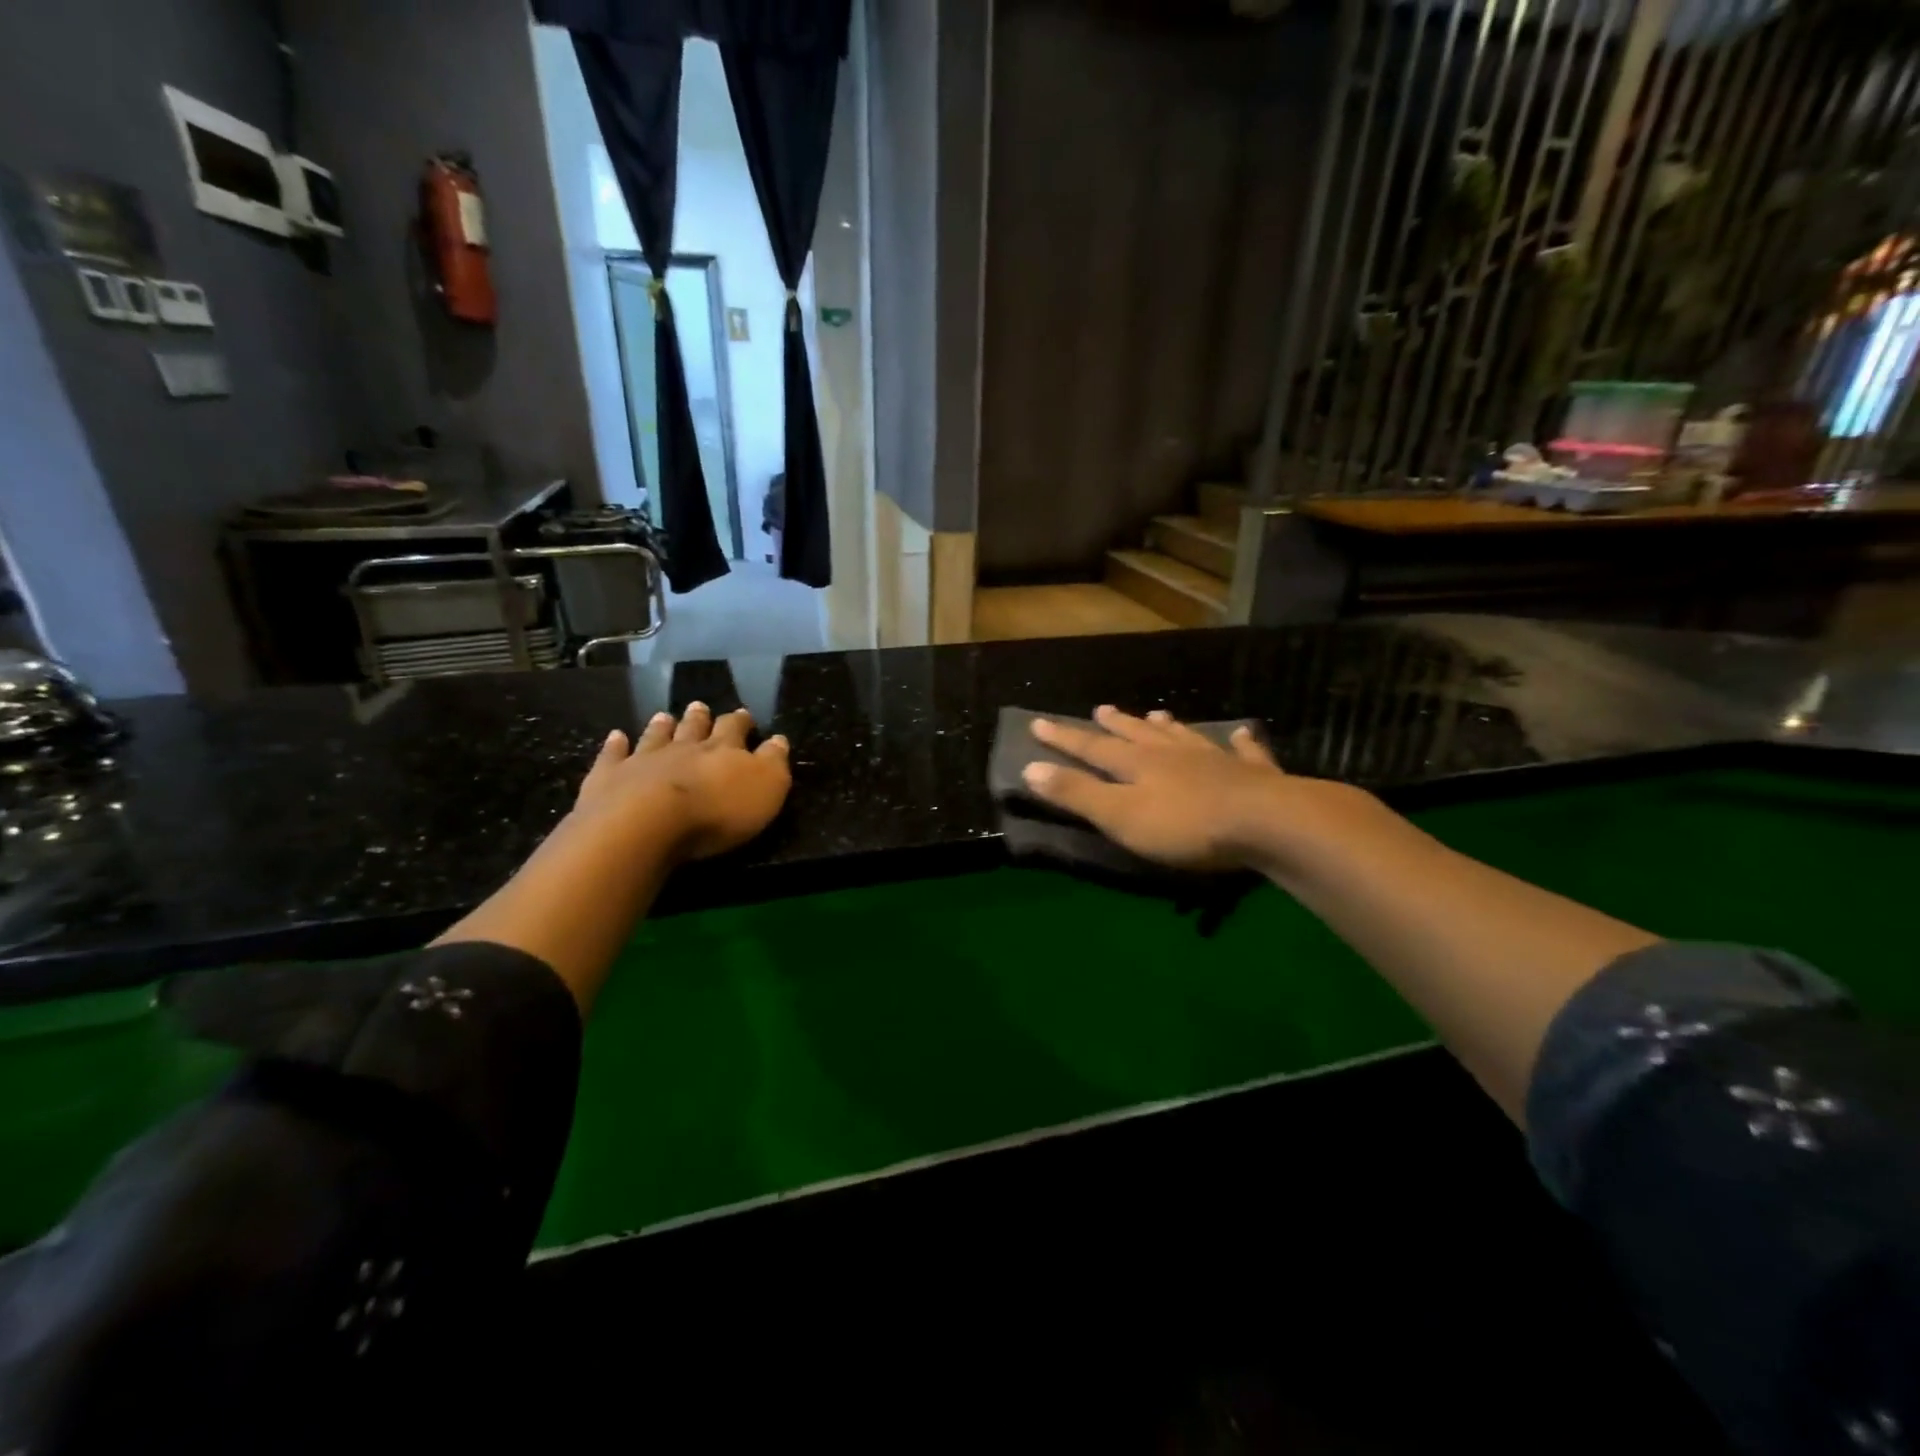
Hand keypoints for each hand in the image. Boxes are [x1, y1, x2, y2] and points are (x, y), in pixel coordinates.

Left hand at [573, 702, 790, 860]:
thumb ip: (774, 762)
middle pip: (694, 727)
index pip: (736, 729)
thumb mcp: (766, 789)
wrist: (646, 823)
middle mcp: (684, 747)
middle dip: (700, 717)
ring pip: (656, 736)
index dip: (741, 722)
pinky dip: (615, 745)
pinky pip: (614, 755)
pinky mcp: (610, 776)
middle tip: (700, 707)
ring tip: (665, 716)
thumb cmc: (717, 811)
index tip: (744, 715)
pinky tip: (616, 736)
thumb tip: (779, 740)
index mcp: (724, 750)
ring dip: (662, 726)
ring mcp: (644, 759)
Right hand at [1022, 705, 1370, 875]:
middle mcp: (1173, 754)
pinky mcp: (1253, 775)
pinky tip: (1242, 734)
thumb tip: (1030, 768)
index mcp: (1138, 764)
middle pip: (1138, 735)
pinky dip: (1240, 743)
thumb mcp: (1120, 816)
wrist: (1267, 823)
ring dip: (1166, 728)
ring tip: (1157, 715)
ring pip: (1184, 737)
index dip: (1063, 738)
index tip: (1038, 722)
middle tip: (1101, 710)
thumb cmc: (1185, 825)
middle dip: (1115, 725)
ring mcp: (1215, 760)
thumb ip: (1076, 794)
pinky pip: (1244, 752)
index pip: (1092, 748)